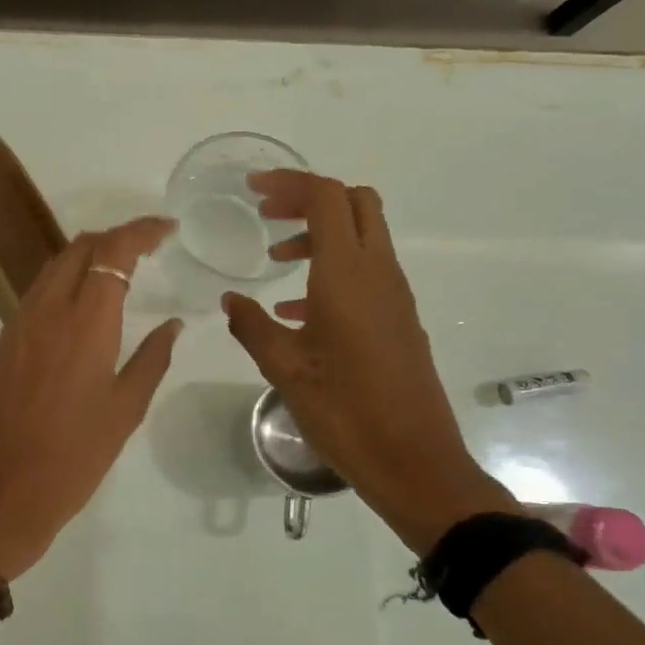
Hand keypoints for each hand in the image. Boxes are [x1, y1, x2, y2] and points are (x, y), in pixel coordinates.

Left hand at [0, 217, 182, 579]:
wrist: (1, 496)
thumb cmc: (74, 459)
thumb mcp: (125, 411)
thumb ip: (152, 358)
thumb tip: (172, 323)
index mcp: (84, 324)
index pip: (112, 252)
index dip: (140, 231)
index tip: (166, 229)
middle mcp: (46, 312)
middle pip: (77, 248)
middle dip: (113, 238)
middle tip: (145, 250)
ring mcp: (16, 326)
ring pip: (51, 269)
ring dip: (85, 258)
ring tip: (116, 273)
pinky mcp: (0, 346)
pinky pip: (34, 297)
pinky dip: (62, 285)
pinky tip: (79, 310)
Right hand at [222, 172, 513, 554]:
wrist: (414, 461)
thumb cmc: (345, 410)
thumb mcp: (284, 368)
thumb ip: (252, 325)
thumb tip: (230, 300)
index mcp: (348, 275)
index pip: (327, 198)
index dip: (291, 184)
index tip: (253, 191)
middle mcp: (378, 273)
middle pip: (354, 203)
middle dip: (309, 198)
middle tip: (268, 215)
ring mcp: (394, 296)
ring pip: (362, 236)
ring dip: (320, 234)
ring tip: (275, 262)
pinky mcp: (399, 319)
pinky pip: (366, 272)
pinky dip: (332, 268)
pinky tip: (297, 310)